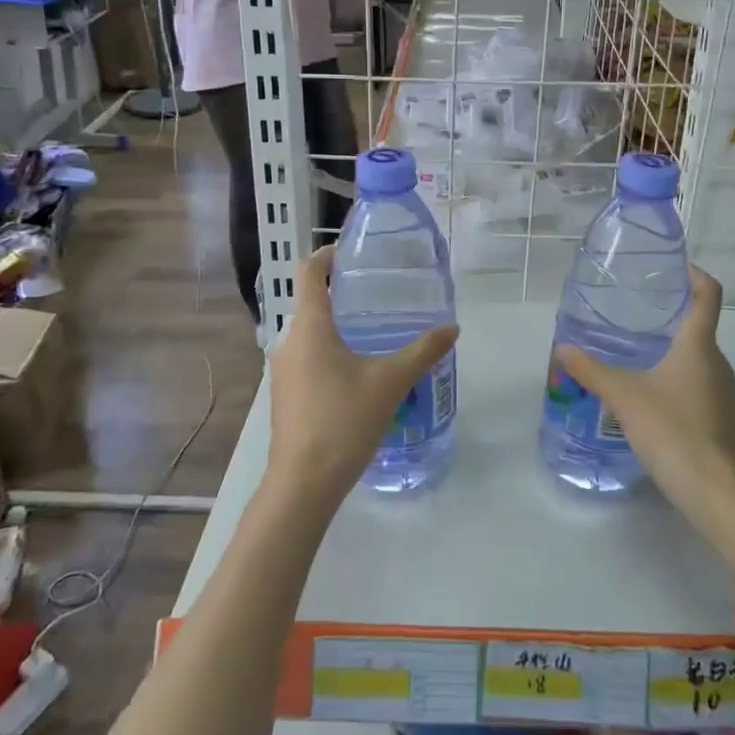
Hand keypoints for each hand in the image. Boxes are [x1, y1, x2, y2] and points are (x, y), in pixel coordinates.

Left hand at [265, 246, 457, 512]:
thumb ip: (422, 351)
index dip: (326, 256)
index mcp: (309, 327)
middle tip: (377, 293)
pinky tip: (357, 372)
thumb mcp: (390, 382)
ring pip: (309, 334)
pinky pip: (307, 359)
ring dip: (336, 326)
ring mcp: (283, 371)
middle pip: (310, 303)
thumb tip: (452, 327)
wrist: (303, 484)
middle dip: (340, 294)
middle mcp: (289, 342)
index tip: (350, 251)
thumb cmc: (344, 421)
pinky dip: (329, 352)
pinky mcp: (286, 395)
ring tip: (373, 331)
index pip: (309, 273)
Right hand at [553, 268, 734, 562]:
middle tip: (632, 311)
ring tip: (632, 351)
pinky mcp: (718, 417)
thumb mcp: (625, 397)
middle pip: (699, 325)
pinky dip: (673, 377)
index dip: (694, 274)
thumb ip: (592, 370)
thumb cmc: (673, 431)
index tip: (672, 266)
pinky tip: (646, 393)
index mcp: (699, 346)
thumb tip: (562, 348)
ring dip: (669, 349)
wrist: (716, 492)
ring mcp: (721, 392)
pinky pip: (695, 383)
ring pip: (695, 357)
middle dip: (669, 315)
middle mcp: (716, 362)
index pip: (708, 294)